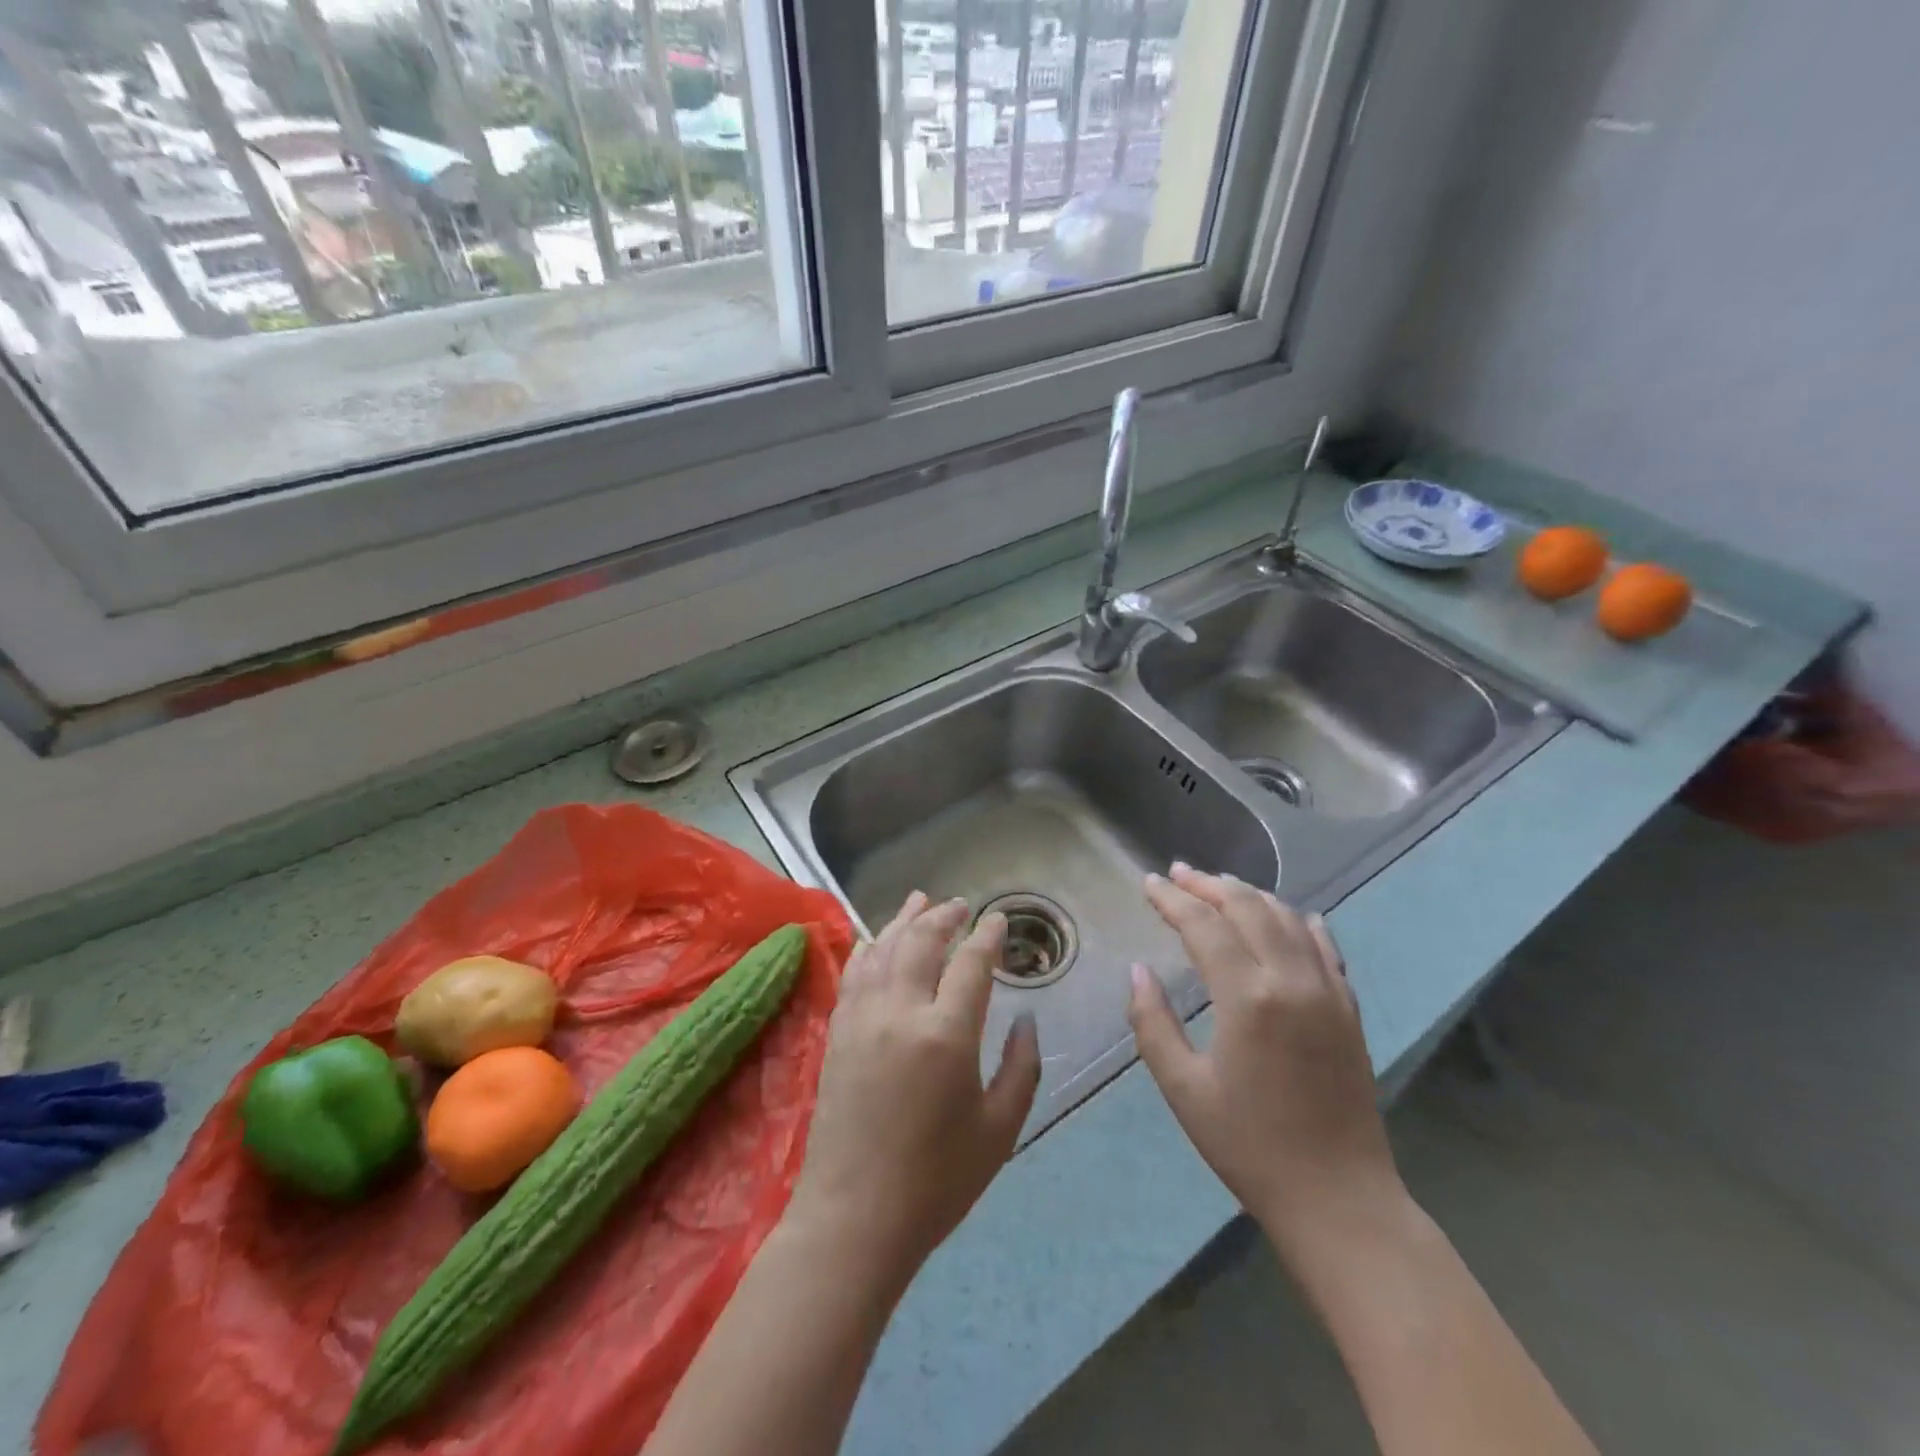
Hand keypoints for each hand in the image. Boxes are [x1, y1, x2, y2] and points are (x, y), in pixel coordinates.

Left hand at [786, 893, 1040, 1289]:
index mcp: (947, 1034)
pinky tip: (878, 940)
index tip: (998, 919)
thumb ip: (1022, 1067)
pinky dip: (871, 947)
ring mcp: (863, 1018)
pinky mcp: (838, 1031)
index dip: (988, 936)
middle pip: (923, 941)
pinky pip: (855, 972)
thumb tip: (1027, 1020)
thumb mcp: (1000, 1130)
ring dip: (905, 919)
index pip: (972, 964)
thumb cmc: (937, 1181)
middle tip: (961, 906)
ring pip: (884, 947)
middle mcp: (901, 1011)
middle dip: (945, 917)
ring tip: (921, 900)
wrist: (854, 1217)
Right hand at [1127, 864, 1402, 1253]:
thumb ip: (1152, 1022)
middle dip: (1208, 884)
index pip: (1203, 925)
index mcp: (1247, 997)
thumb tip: (1138, 970)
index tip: (1148, 882)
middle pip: (1248, 907)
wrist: (1338, 1198)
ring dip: (1250, 895)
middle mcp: (1291, 980)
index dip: (1172, 899)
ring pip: (1287, 918)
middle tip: (1177, 873)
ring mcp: (1328, 991)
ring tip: (1219, 885)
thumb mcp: (1182, 1088)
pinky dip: (1300, 922)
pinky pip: (1325, 947)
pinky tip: (1289, 916)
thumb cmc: (1249, 1145)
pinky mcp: (1349, 1009)